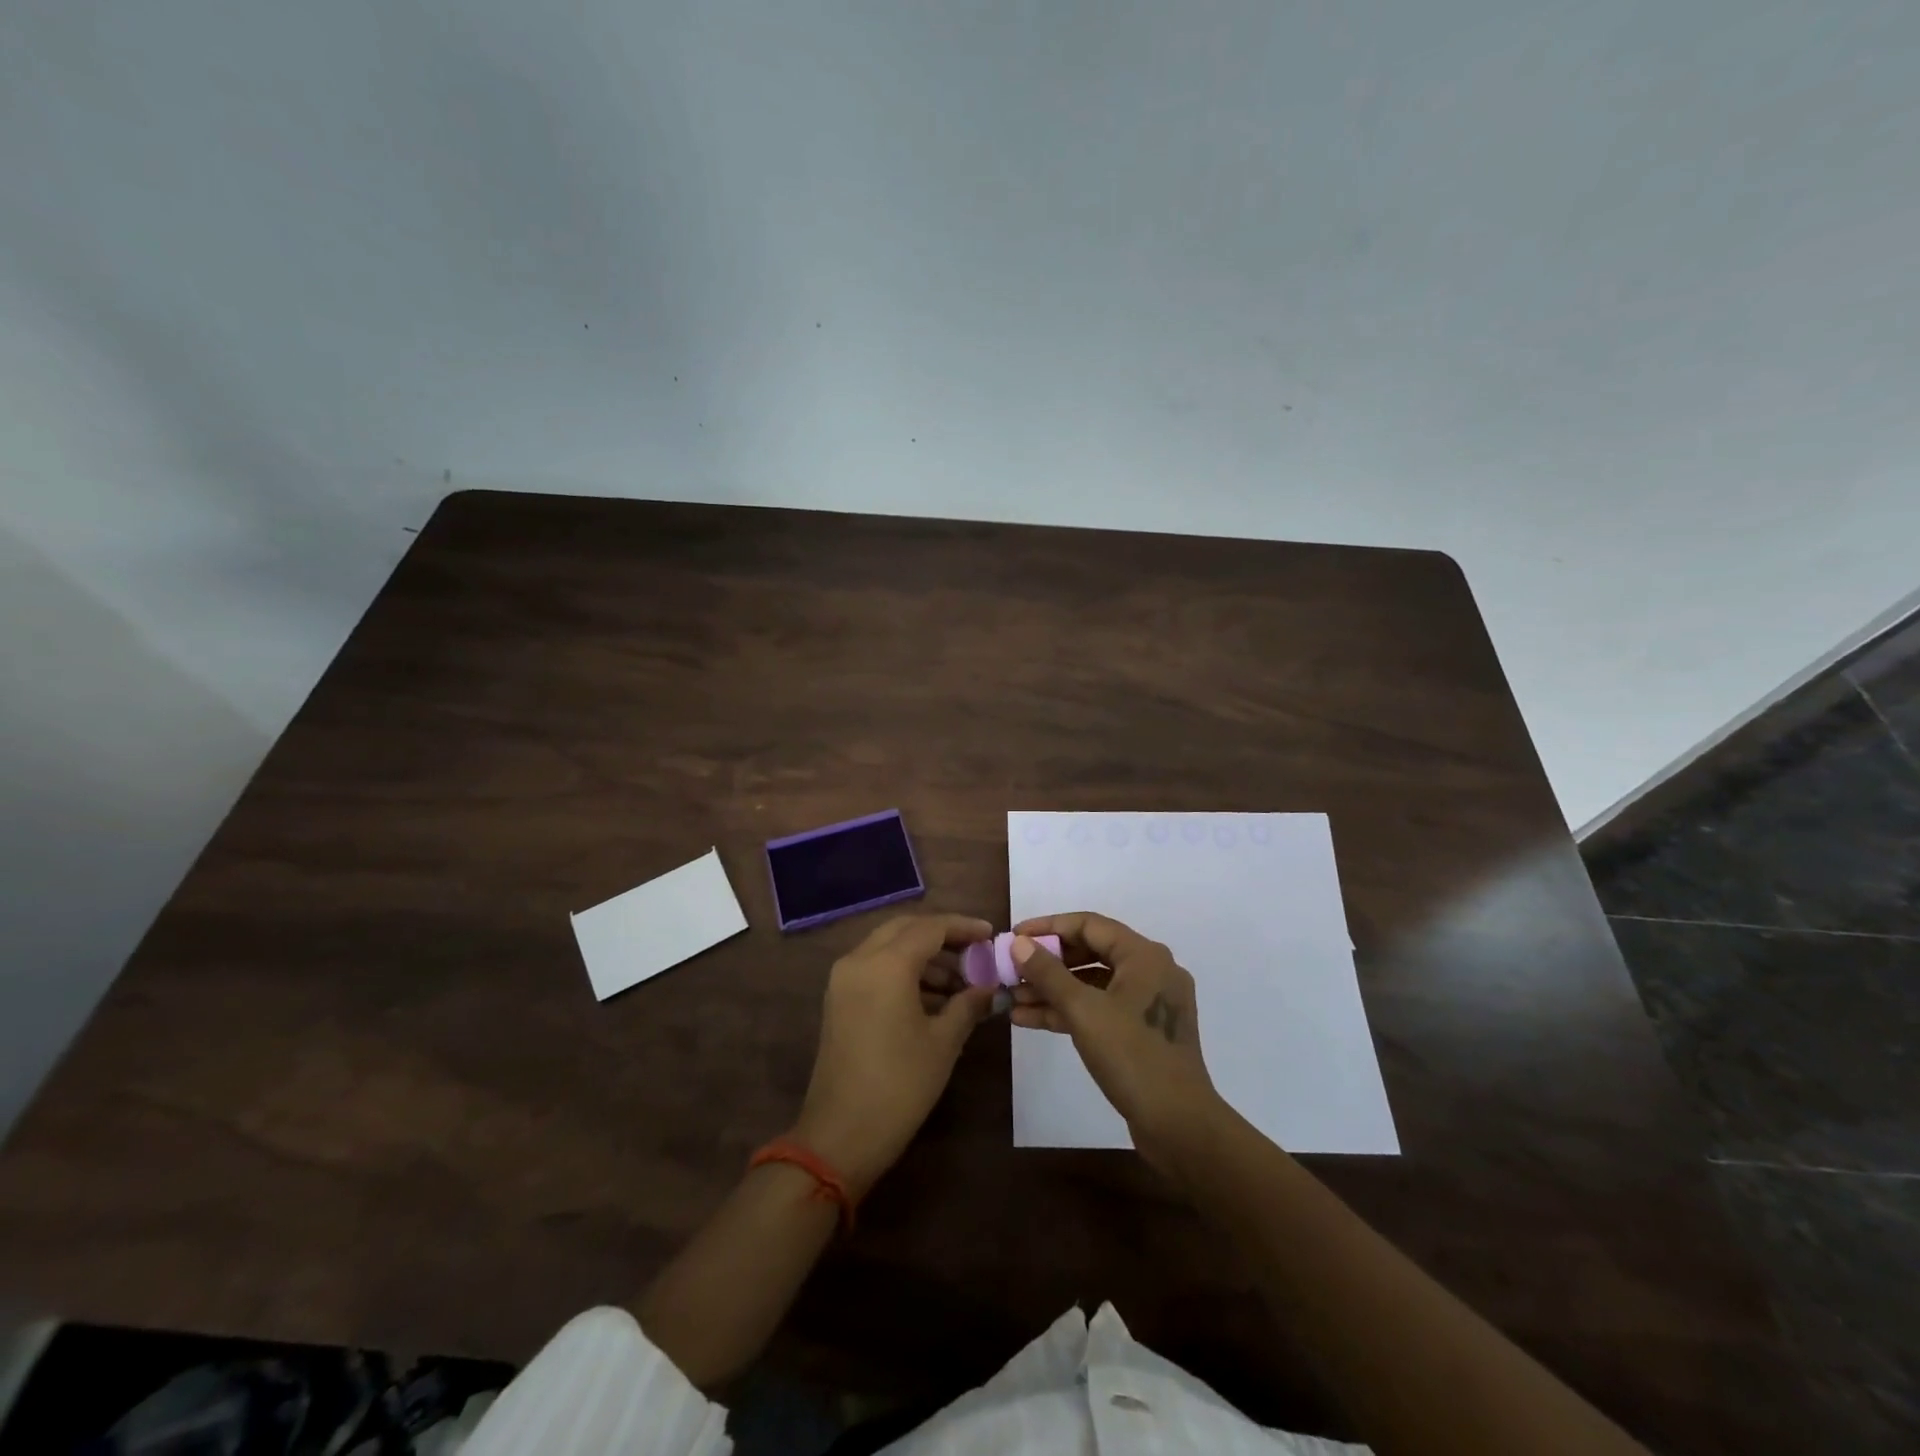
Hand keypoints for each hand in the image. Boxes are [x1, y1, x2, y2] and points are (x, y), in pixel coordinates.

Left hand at [793, 913, 996, 1198]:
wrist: (840, 1135)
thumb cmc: (899, 1085)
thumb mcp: (943, 1042)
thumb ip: (968, 1004)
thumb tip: (990, 987)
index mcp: (886, 964)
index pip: (931, 927)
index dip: (963, 927)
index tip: (991, 935)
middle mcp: (859, 960)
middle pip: (906, 929)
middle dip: (942, 936)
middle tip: (975, 952)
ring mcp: (843, 979)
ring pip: (888, 947)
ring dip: (924, 956)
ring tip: (961, 983)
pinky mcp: (838, 999)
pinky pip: (875, 967)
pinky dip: (904, 972)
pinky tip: (933, 998)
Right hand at [1010, 912, 1224, 1177]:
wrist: (1179, 1126)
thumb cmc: (1133, 1057)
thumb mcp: (1083, 1011)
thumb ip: (1048, 973)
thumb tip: (1018, 943)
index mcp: (1144, 955)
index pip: (1089, 925)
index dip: (1048, 927)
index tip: (1014, 936)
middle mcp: (1150, 971)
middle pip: (1090, 952)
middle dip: (1047, 963)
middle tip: (1011, 969)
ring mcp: (1147, 1003)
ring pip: (1092, 984)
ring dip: (1052, 990)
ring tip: (1011, 998)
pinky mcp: (1141, 1031)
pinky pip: (1099, 1008)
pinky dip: (1068, 1011)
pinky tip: (1029, 1019)